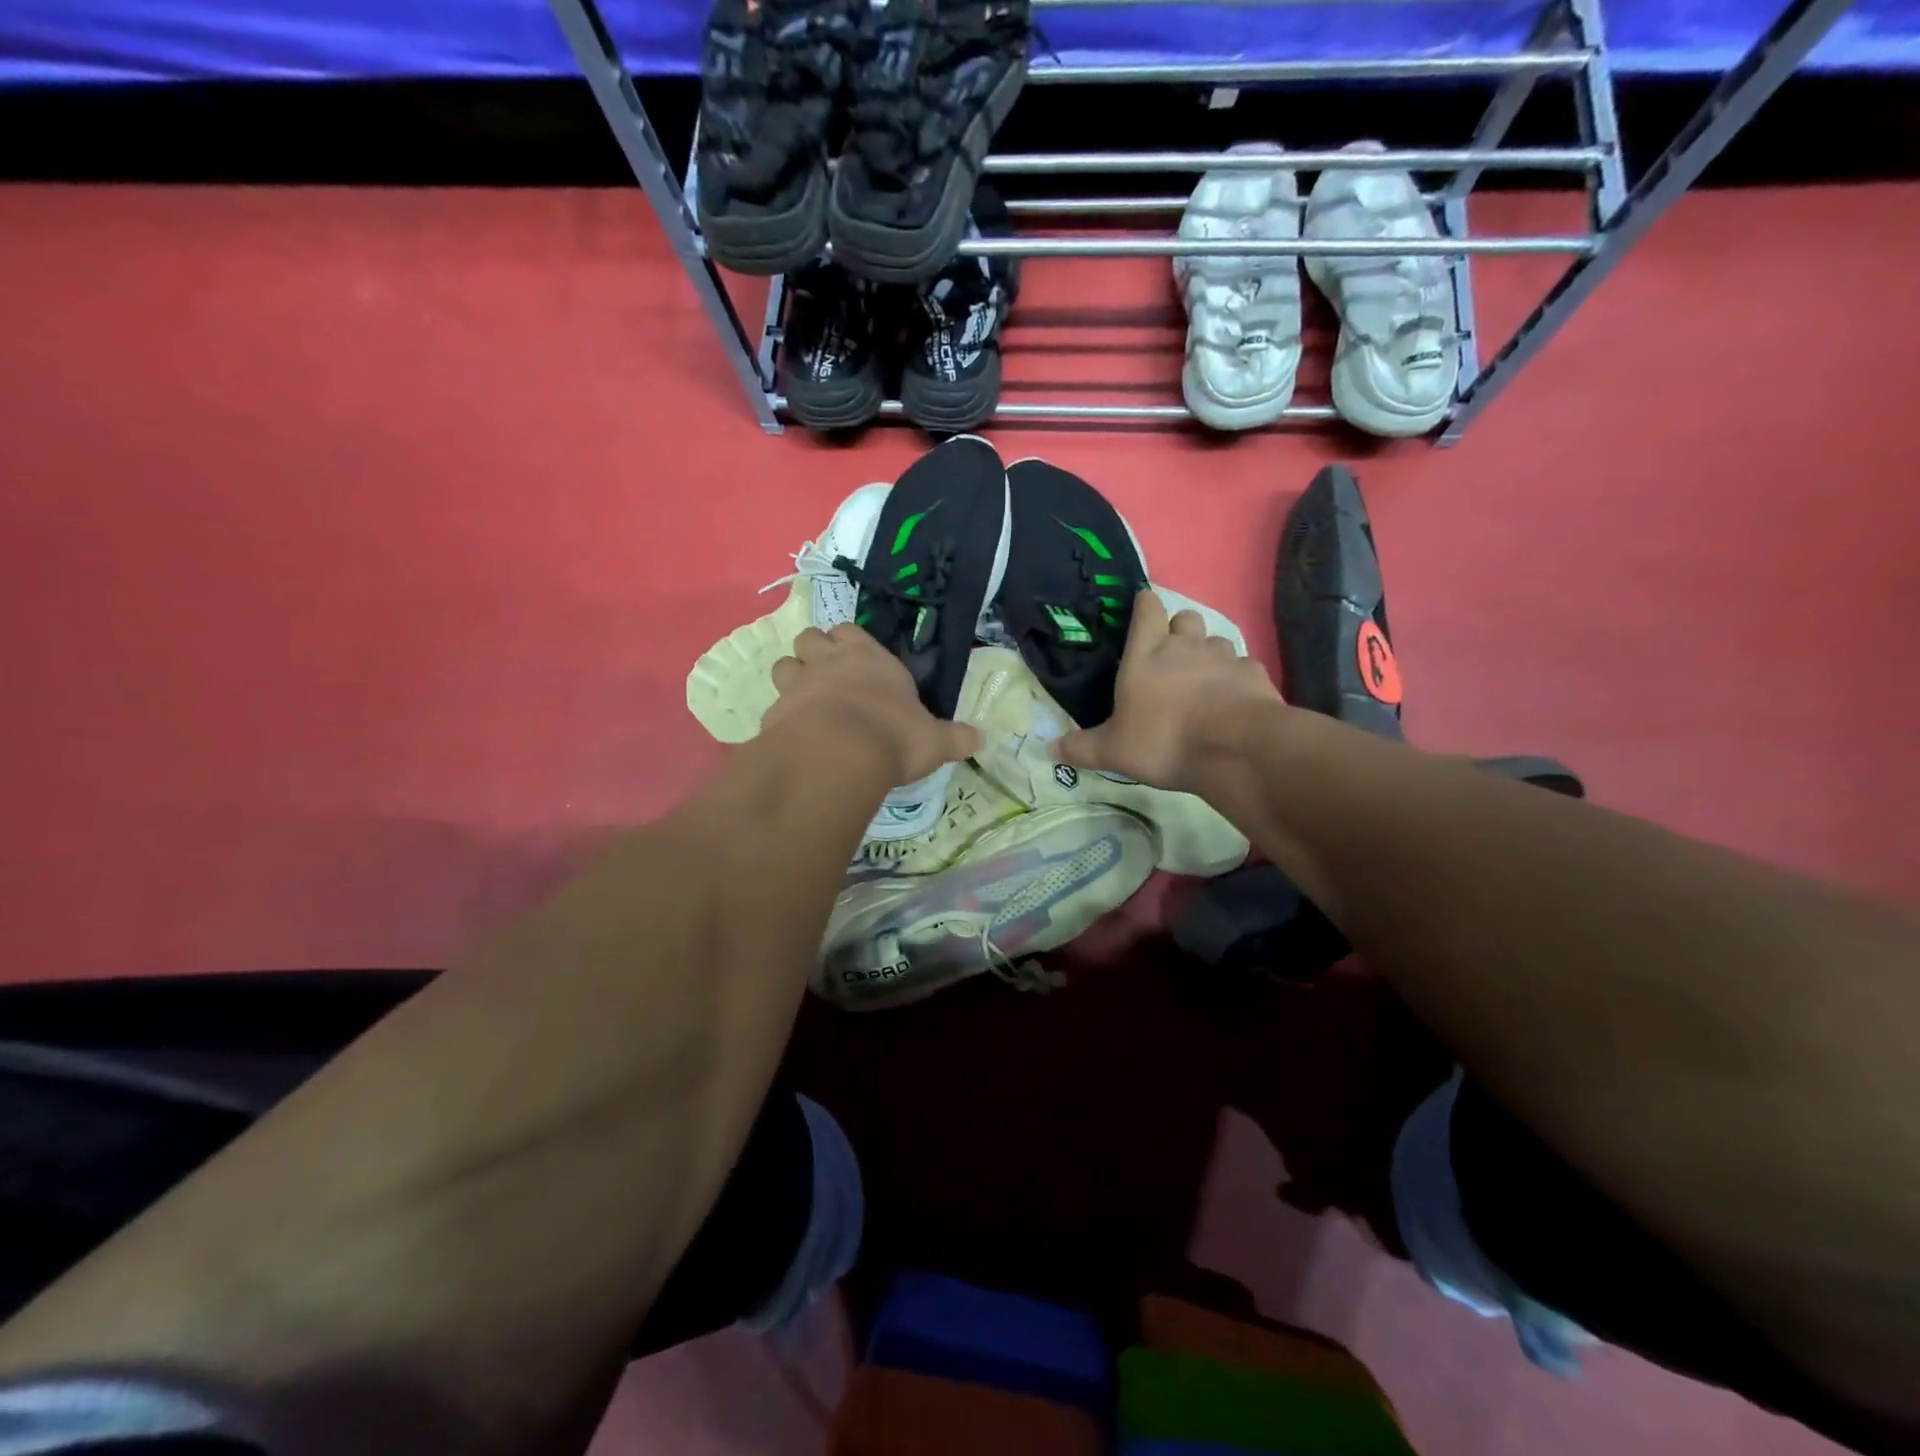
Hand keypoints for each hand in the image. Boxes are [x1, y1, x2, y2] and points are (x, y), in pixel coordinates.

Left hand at [764, 624, 981, 785]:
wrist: (838, 755)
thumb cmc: (893, 735)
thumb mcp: (934, 740)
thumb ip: (954, 738)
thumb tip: (980, 739)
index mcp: (867, 657)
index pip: (849, 630)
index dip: (848, 643)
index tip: (856, 661)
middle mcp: (827, 662)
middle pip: (808, 638)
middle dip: (813, 653)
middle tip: (828, 679)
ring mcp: (796, 685)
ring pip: (782, 666)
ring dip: (792, 680)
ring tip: (807, 705)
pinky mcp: (773, 715)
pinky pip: (773, 708)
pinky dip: (781, 719)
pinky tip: (794, 739)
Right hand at [1053, 589, 1284, 792]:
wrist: (1234, 748)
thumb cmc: (1163, 740)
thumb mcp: (1113, 751)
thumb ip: (1082, 747)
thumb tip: (1049, 749)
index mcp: (1146, 654)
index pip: (1147, 609)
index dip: (1144, 606)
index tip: (1142, 611)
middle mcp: (1186, 646)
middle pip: (1186, 617)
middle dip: (1180, 629)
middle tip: (1173, 655)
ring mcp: (1224, 657)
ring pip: (1217, 641)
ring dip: (1209, 655)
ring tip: (1204, 682)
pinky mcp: (1254, 675)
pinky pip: (1244, 668)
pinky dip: (1237, 679)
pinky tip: (1233, 701)